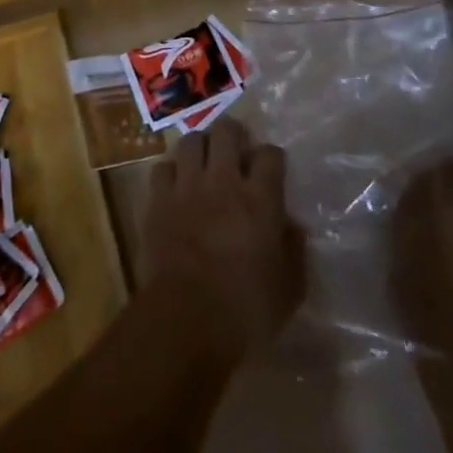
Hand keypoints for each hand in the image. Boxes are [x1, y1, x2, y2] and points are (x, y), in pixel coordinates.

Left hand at [141, 118, 303, 362]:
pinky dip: (171, 173)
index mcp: (260, 199)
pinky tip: (176, 187)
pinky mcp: (158, 200)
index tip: (271, 169)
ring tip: (204, 161)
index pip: (270, 154)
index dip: (271, 157)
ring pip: (192, 141)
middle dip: (234, 134)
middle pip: (227, 131)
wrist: (186, 321)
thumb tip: (292, 226)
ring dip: (201, 147)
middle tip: (236, 151)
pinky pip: (162, 168)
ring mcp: (187, 187)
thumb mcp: (289, 289)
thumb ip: (294, 251)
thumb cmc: (246, 311)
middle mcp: (224, 181)